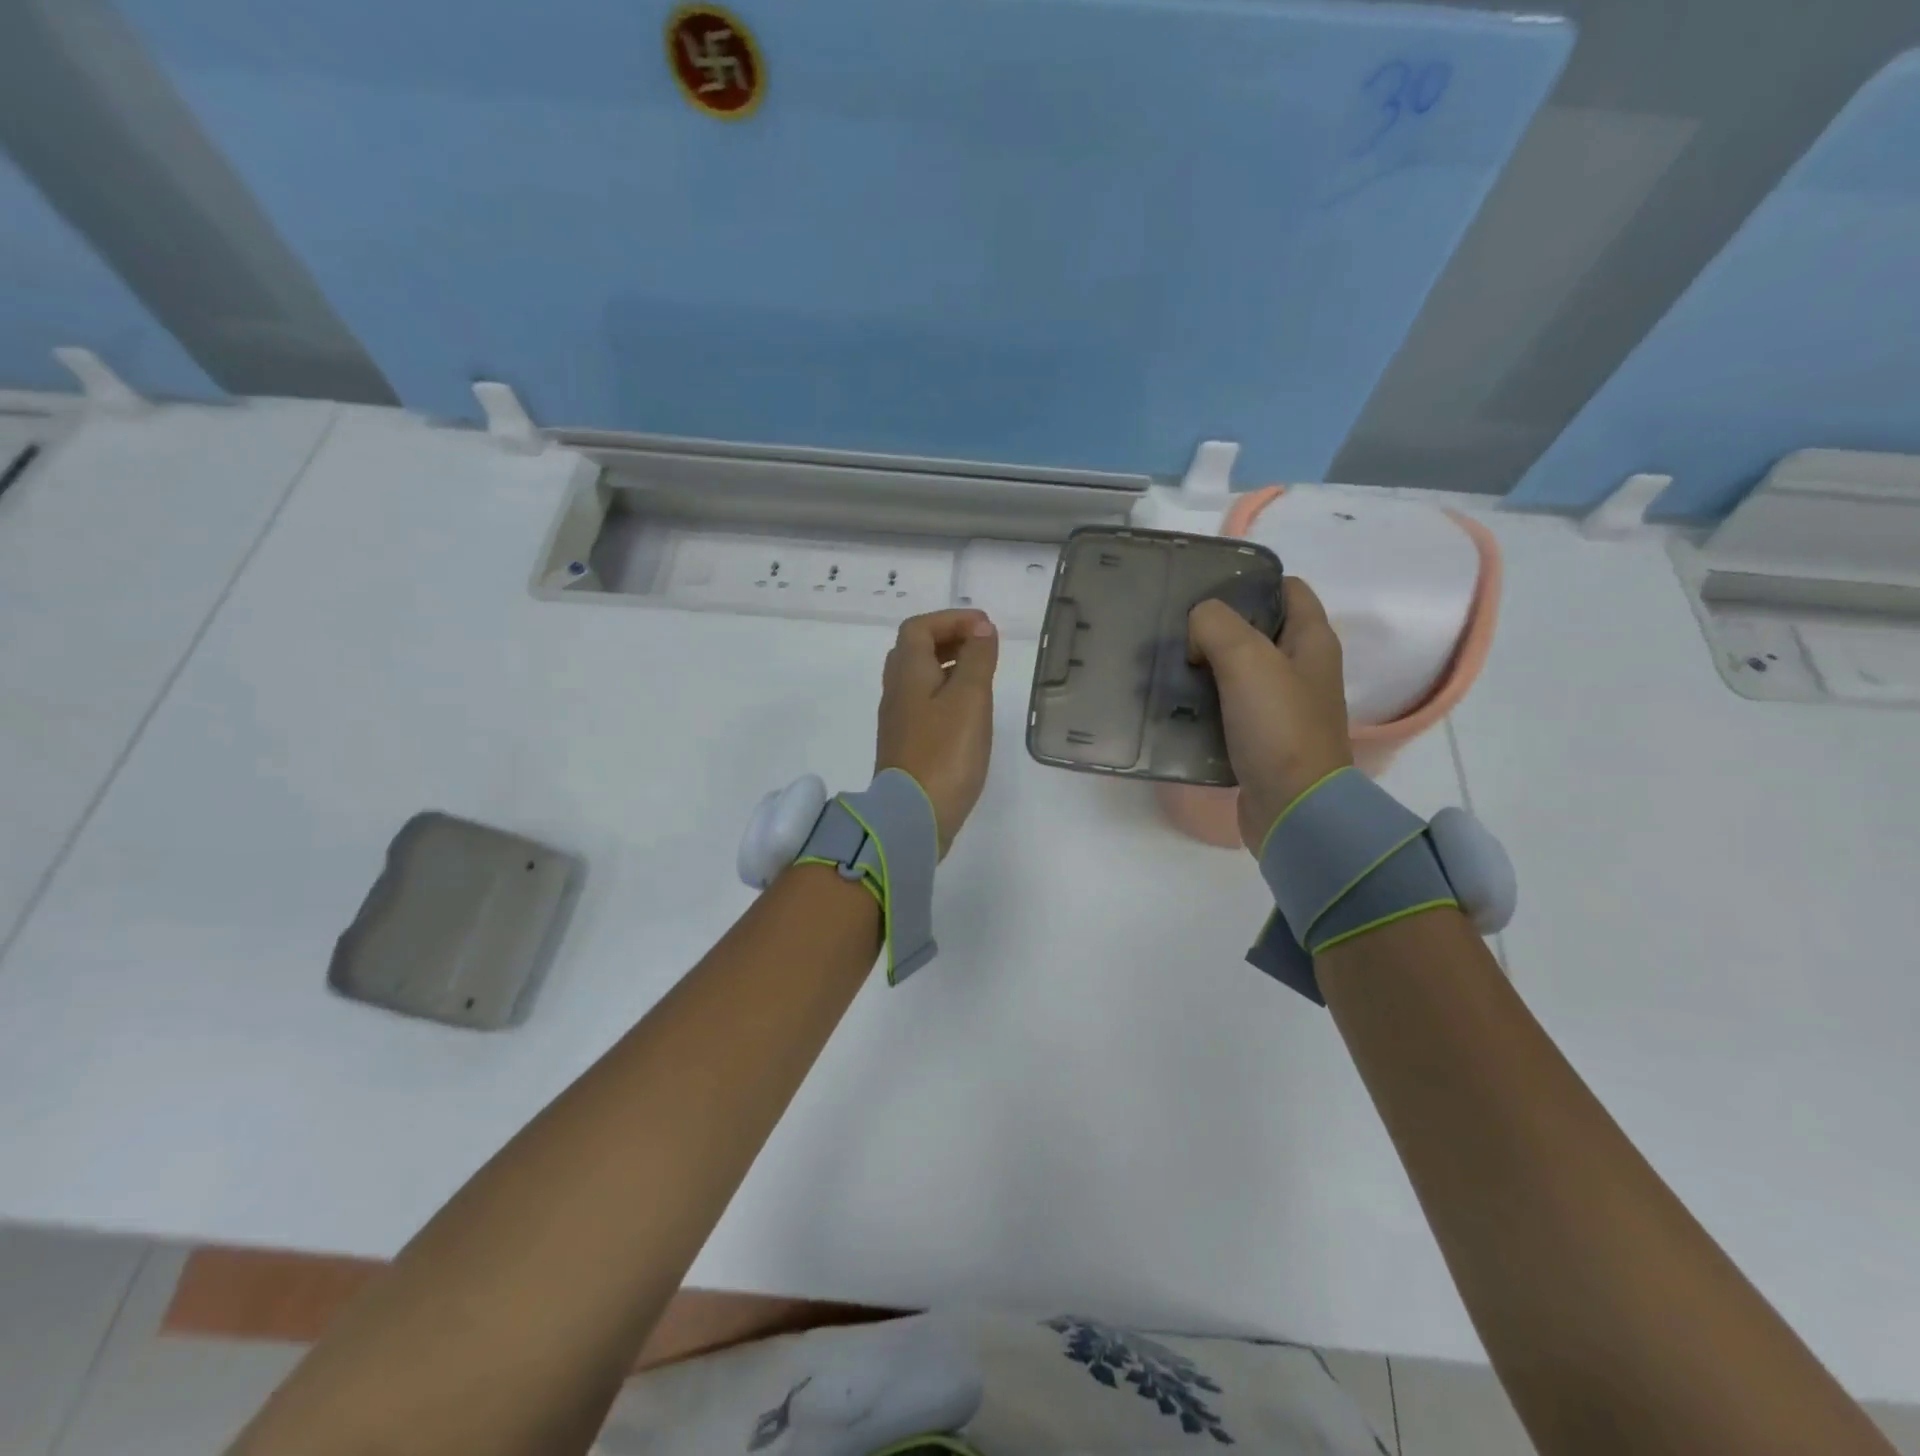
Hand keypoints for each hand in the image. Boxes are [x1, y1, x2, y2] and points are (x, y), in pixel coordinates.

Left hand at [875, 609, 998, 856]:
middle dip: (949, 639)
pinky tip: (969, 712)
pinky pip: (923, 703)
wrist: (914, 816)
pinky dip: (946, 693)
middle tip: (984, 647)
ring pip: (919, 678)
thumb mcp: (969, 698)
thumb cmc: (945, 752)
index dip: (951, 620)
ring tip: (982, 675)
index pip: (919, 628)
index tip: (985, 628)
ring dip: (948, 666)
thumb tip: (981, 629)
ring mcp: (899, 720)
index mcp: (907, 673)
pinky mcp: (907, 745)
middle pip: (915, 651)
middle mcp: (896, 691)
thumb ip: (977, 659)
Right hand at [1187, 577, 1352, 853]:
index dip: (1250, 582)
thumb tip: (1197, 631)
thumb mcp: (1247, 660)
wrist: (1293, 808)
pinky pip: (1227, 707)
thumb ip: (1216, 626)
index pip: (1287, 589)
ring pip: (1237, 670)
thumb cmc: (1278, 727)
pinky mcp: (1260, 738)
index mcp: (1312, 641)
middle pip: (1256, 630)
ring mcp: (1281, 707)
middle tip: (1174, 629)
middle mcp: (1301, 669)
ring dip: (1205, 665)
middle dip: (1216, 626)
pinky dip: (1204, 701)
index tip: (1205, 590)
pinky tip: (1175, 703)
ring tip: (1165, 664)